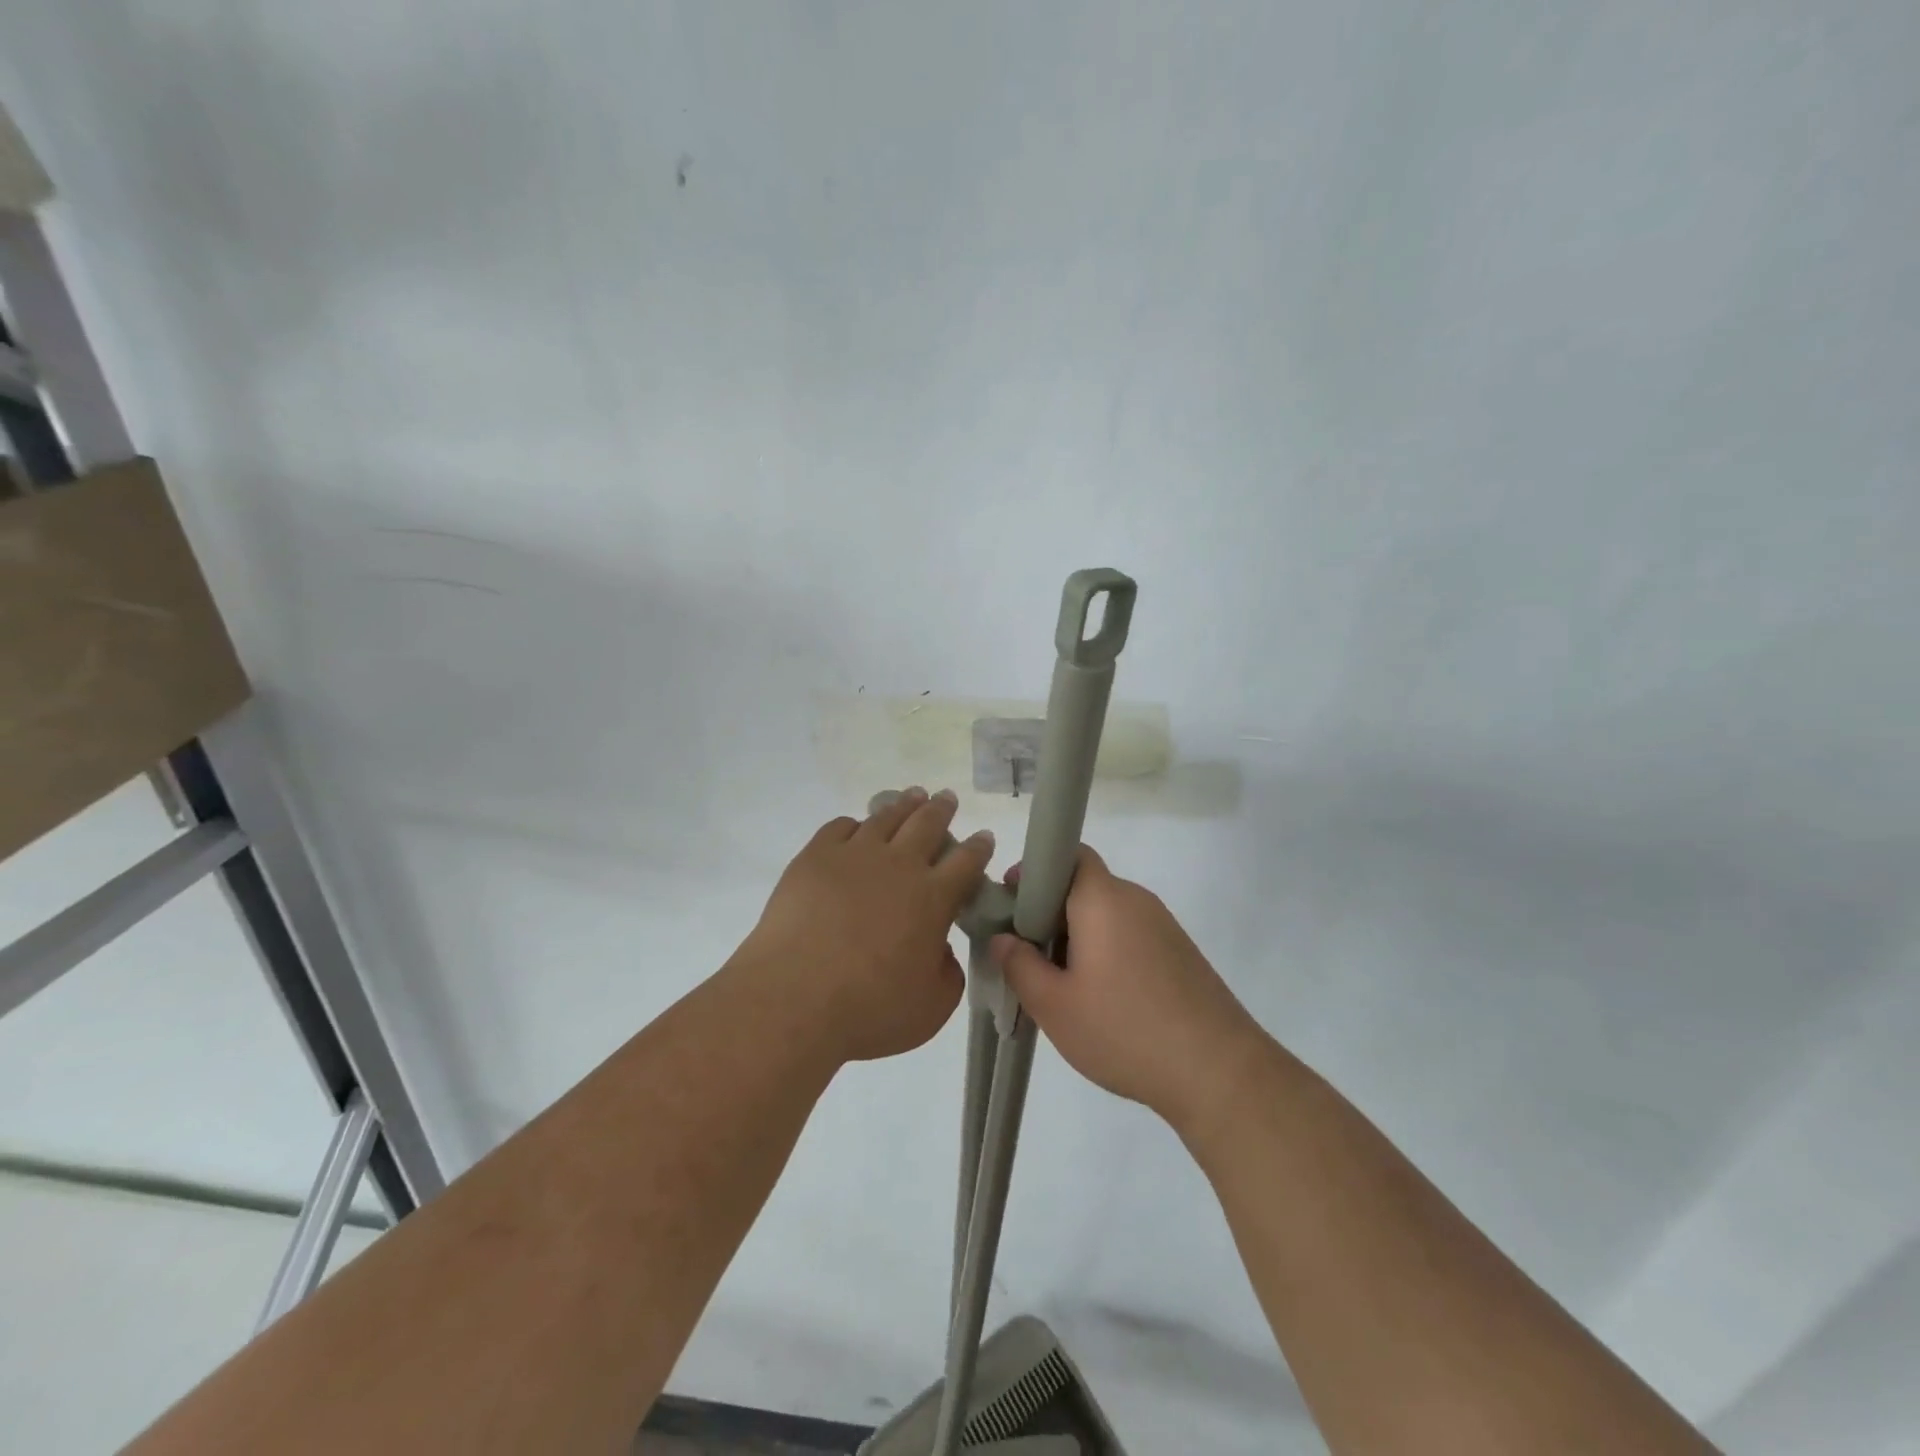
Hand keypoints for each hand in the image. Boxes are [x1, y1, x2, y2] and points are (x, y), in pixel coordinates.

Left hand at [743, 788, 992, 1064]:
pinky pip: (840, 827)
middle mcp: (899, 865)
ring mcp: (855, 855)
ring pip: (887, 817)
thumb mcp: (932, 1008)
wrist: (794, 998)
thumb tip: (942, 951)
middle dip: (942, 809)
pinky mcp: (815, 857)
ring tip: (913, 796)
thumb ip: (947, 974)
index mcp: (933, 897)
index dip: (979, 847)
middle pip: (928, 824)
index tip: (985, 837)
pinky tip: (856, 828)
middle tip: (947, 798)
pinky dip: (855, 824)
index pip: (967, 861)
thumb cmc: (869, 1009)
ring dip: (904, 805)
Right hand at [991, 847, 1262, 1129]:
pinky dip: (1106, 951)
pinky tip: (1102, 998)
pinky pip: (1130, 935)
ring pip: (1106, 914)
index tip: (1011, 905)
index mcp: (1103, 898)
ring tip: (1061, 984)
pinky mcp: (1180, 953)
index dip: (1035, 871)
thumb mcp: (1054, 1005)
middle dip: (1049, 912)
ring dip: (1077, 935)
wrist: (1218, 1071)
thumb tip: (1002, 939)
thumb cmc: (1125, 1029)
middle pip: (1084, 886)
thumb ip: (1019, 965)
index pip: (1068, 854)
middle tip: (1027, 954)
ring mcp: (1163, 926)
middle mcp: (1136, 900)